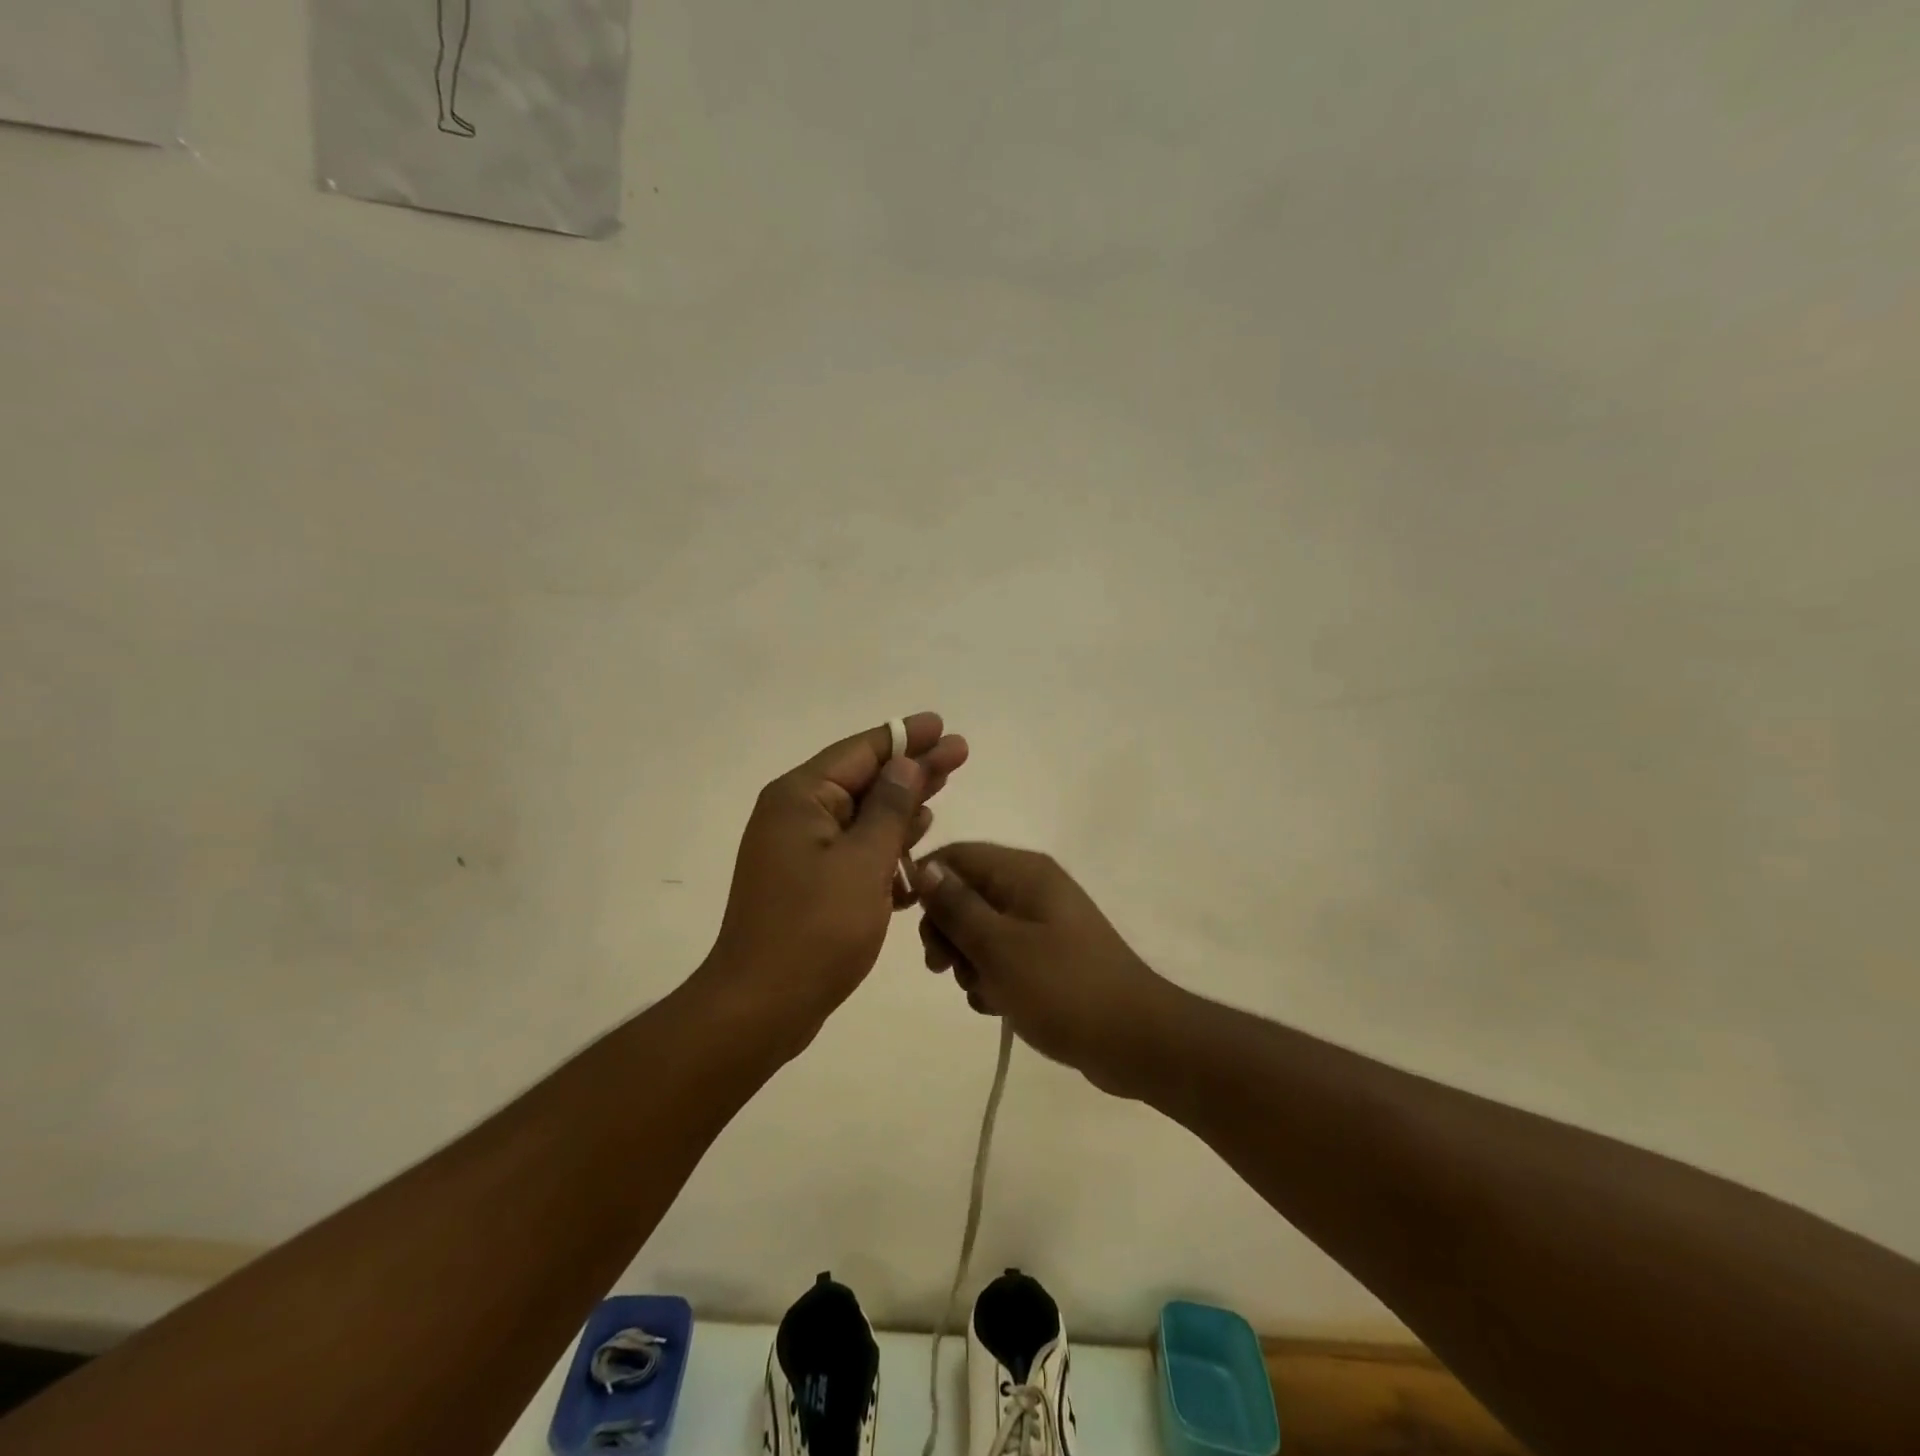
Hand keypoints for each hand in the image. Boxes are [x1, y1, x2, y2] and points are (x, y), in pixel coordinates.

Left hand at [703, 714, 968, 1043]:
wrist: (761, 1007)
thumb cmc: (814, 930)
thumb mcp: (863, 863)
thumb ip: (889, 809)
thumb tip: (906, 763)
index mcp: (801, 799)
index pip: (861, 752)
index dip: (905, 737)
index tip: (941, 725)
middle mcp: (796, 816)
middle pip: (865, 780)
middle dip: (913, 769)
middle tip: (959, 753)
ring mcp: (801, 851)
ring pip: (863, 817)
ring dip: (902, 809)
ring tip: (942, 790)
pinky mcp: (809, 883)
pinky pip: (855, 852)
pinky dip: (885, 850)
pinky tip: (918, 853)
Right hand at [913, 844, 1168, 1093]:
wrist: (1134, 1040)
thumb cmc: (1063, 987)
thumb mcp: (999, 947)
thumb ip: (957, 907)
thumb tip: (924, 868)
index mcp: (1024, 872)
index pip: (957, 856)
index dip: (927, 882)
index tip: (909, 922)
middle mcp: (1032, 889)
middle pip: (966, 894)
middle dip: (947, 931)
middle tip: (941, 968)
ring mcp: (1042, 924)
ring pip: (980, 931)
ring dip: (969, 962)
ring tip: (982, 992)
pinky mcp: (1049, 958)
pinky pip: (1003, 957)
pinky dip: (992, 979)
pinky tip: (998, 1006)